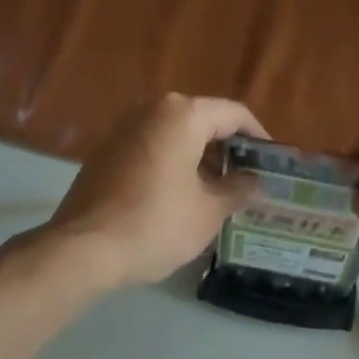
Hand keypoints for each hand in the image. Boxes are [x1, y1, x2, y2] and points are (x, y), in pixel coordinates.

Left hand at [44, 94, 268, 287]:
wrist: (85, 249)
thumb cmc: (157, 225)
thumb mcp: (209, 212)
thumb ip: (238, 190)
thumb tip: (254, 181)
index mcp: (182, 115)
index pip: (234, 115)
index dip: (259, 139)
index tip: (273, 164)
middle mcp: (150, 110)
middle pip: (202, 122)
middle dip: (227, 151)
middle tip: (247, 182)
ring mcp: (122, 130)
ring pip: (174, 137)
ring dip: (199, 161)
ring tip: (217, 194)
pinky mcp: (104, 154)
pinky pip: (150, 151)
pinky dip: (172, 167)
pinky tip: (180, 199)